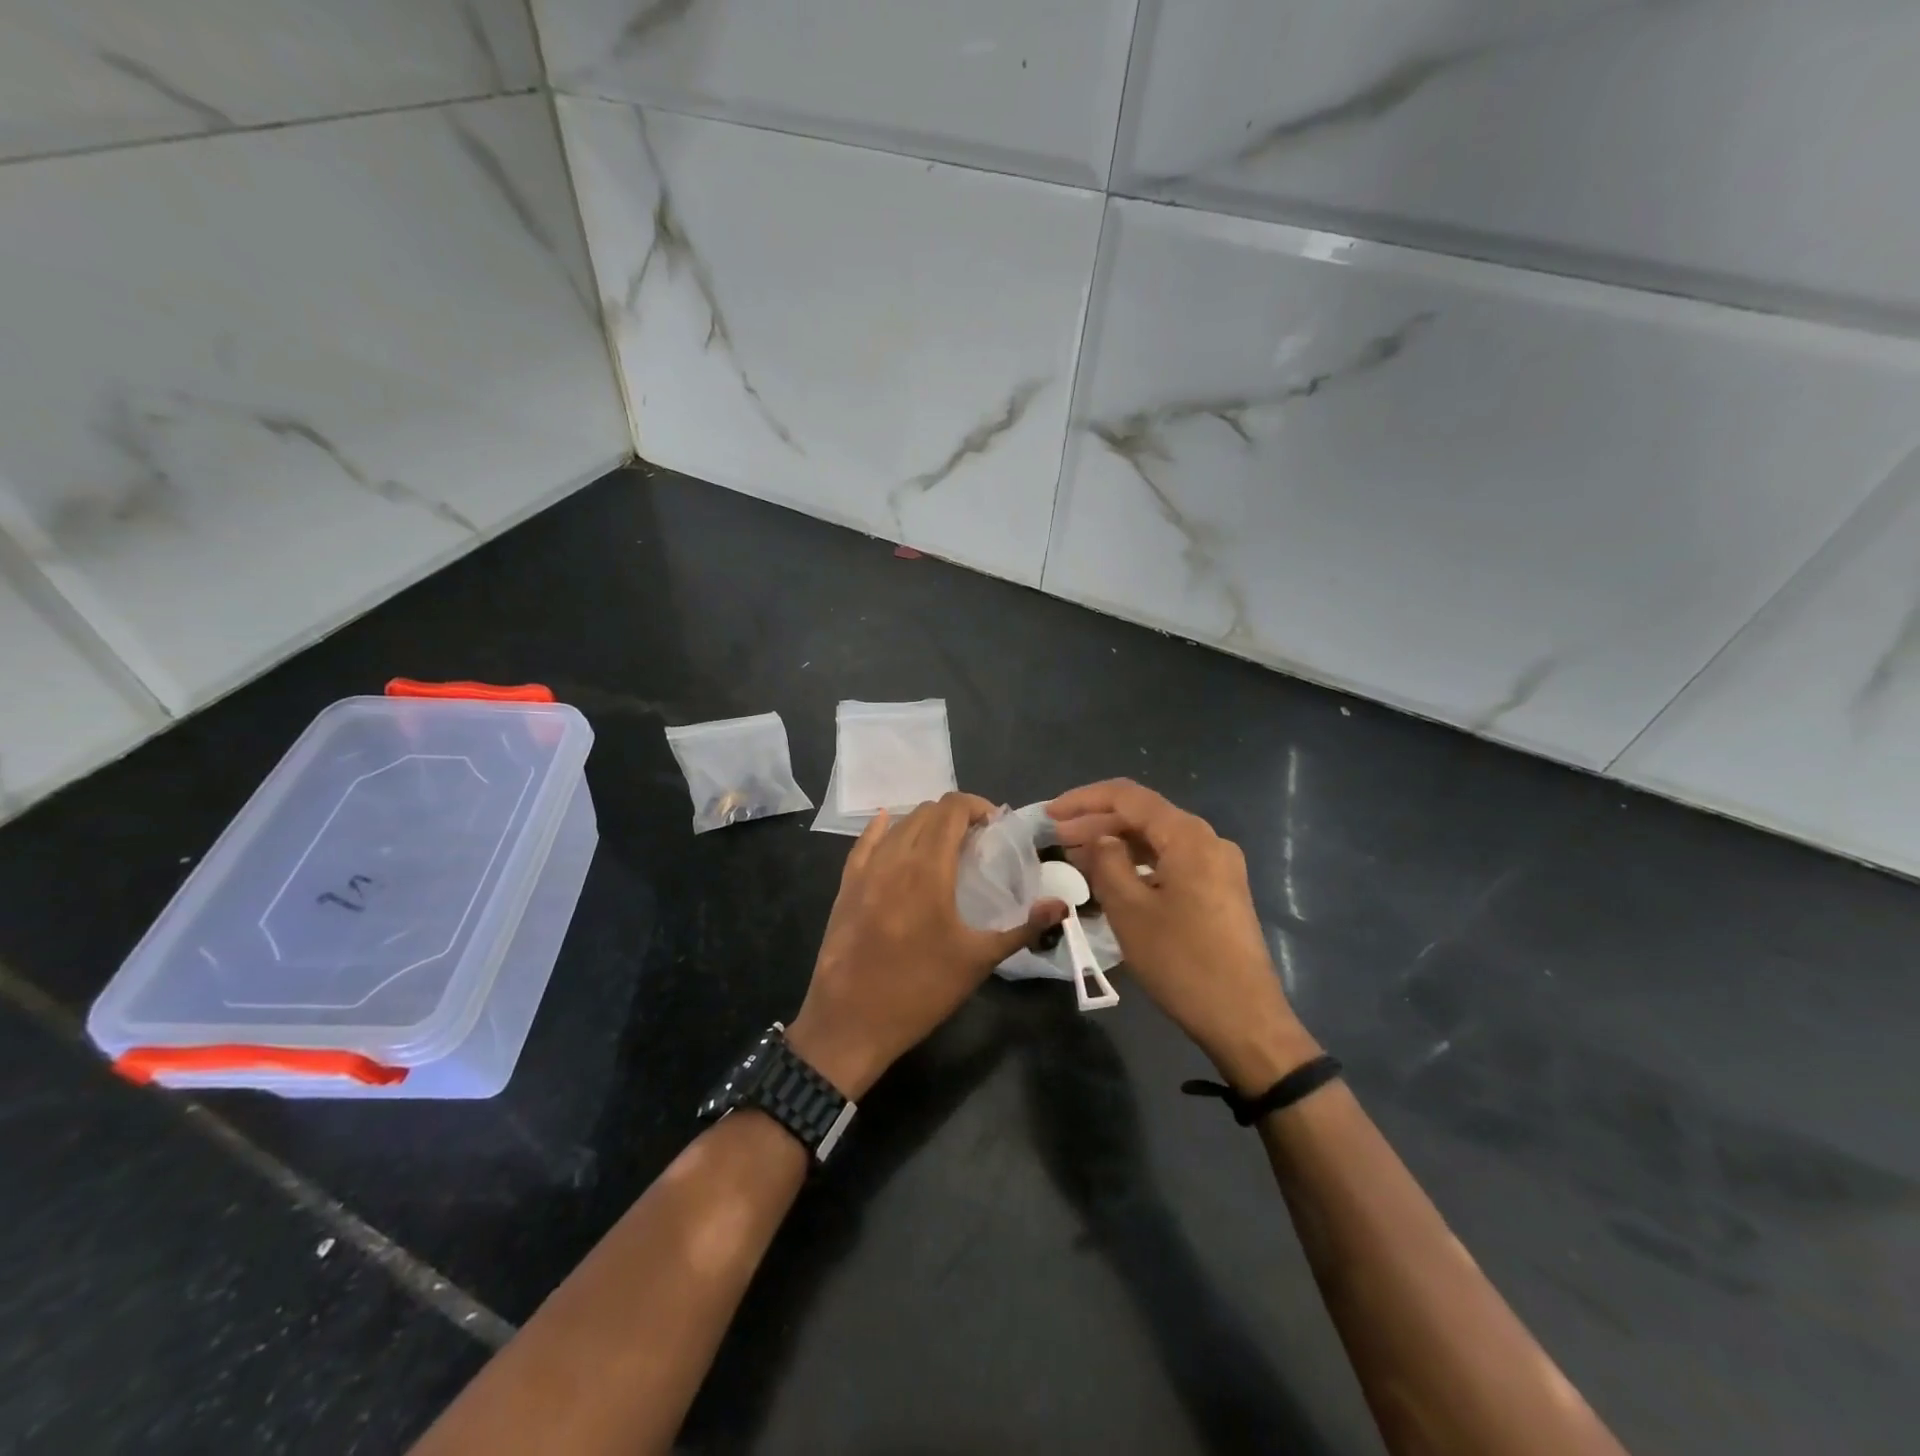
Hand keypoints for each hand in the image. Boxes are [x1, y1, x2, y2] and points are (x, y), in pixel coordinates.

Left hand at [788, 793, 1064, 1099]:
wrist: (851, 1022)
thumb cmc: (920, 991)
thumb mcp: (978, 961)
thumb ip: (1022, 928)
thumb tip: (1061, 906)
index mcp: (928, 869)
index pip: (952, 809)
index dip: (976, 806)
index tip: (995, 825)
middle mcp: (895, 858)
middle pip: (926, 812)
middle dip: (955, 815)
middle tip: (976, 839)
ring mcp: (865, 870)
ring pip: (897, 824)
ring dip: (925, 823)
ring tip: (944, 845)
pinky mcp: (846, 886)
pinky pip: (865, 842)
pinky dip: (884, 829)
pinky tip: (889, 826)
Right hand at [1048, 779, 1318, 1093]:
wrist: (1245, 1019)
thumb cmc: (1182, 962)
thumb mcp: (1130, 910)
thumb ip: (1107, 863)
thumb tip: (1099, 839)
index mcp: (1188, 836)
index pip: (1128, 797)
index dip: (1084, 800)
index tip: (1050, 814)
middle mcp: (1208, 840)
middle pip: (1144, 816)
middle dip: (1097, 822)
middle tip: (1056, 838)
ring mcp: (1218, 866)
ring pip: (1157, 840)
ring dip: (1116, 844)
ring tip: (1076, 857)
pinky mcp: (1220, 891)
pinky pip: (1171, 862)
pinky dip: (1138, 865)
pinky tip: (1112, 880)